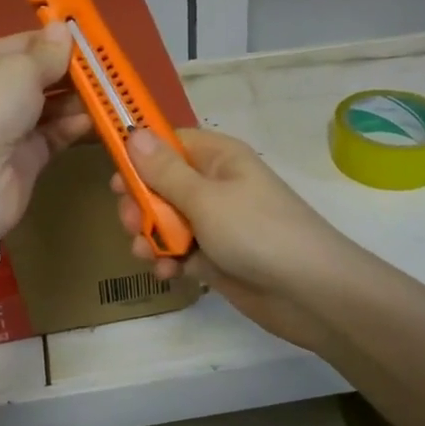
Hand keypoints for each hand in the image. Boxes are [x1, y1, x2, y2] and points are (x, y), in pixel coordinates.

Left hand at [0, 25, 91, 249]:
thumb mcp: (19, 69)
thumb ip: (47, 53)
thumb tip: (63, 29)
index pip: (23, 44)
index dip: (56, 41)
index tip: (93, 40)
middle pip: (38, 76)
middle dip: (72, 73)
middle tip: (110, 70)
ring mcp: (7, 128)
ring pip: (50, 107)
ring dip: (78, 100)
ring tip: (110, 94)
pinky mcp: (24, 159)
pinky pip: (54, 135)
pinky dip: (73, 127)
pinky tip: (96, 121)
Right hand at [112, 128, 351, 353]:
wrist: (309, 293)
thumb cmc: (256, 232)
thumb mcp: (205, 198)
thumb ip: (164, 170)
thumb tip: (133, 132)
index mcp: (217, 158)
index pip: (169, 143)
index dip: (139, 157)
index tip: (115, 178)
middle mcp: (215, 184)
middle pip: (160, 184)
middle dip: (141, 204)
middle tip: (133, 224)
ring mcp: (215, 222)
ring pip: (166, 220)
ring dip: (150, 236)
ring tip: (148, 254)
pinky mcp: (215, 256)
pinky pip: (179, 250)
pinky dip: (168, 260)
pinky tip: (166, 273)